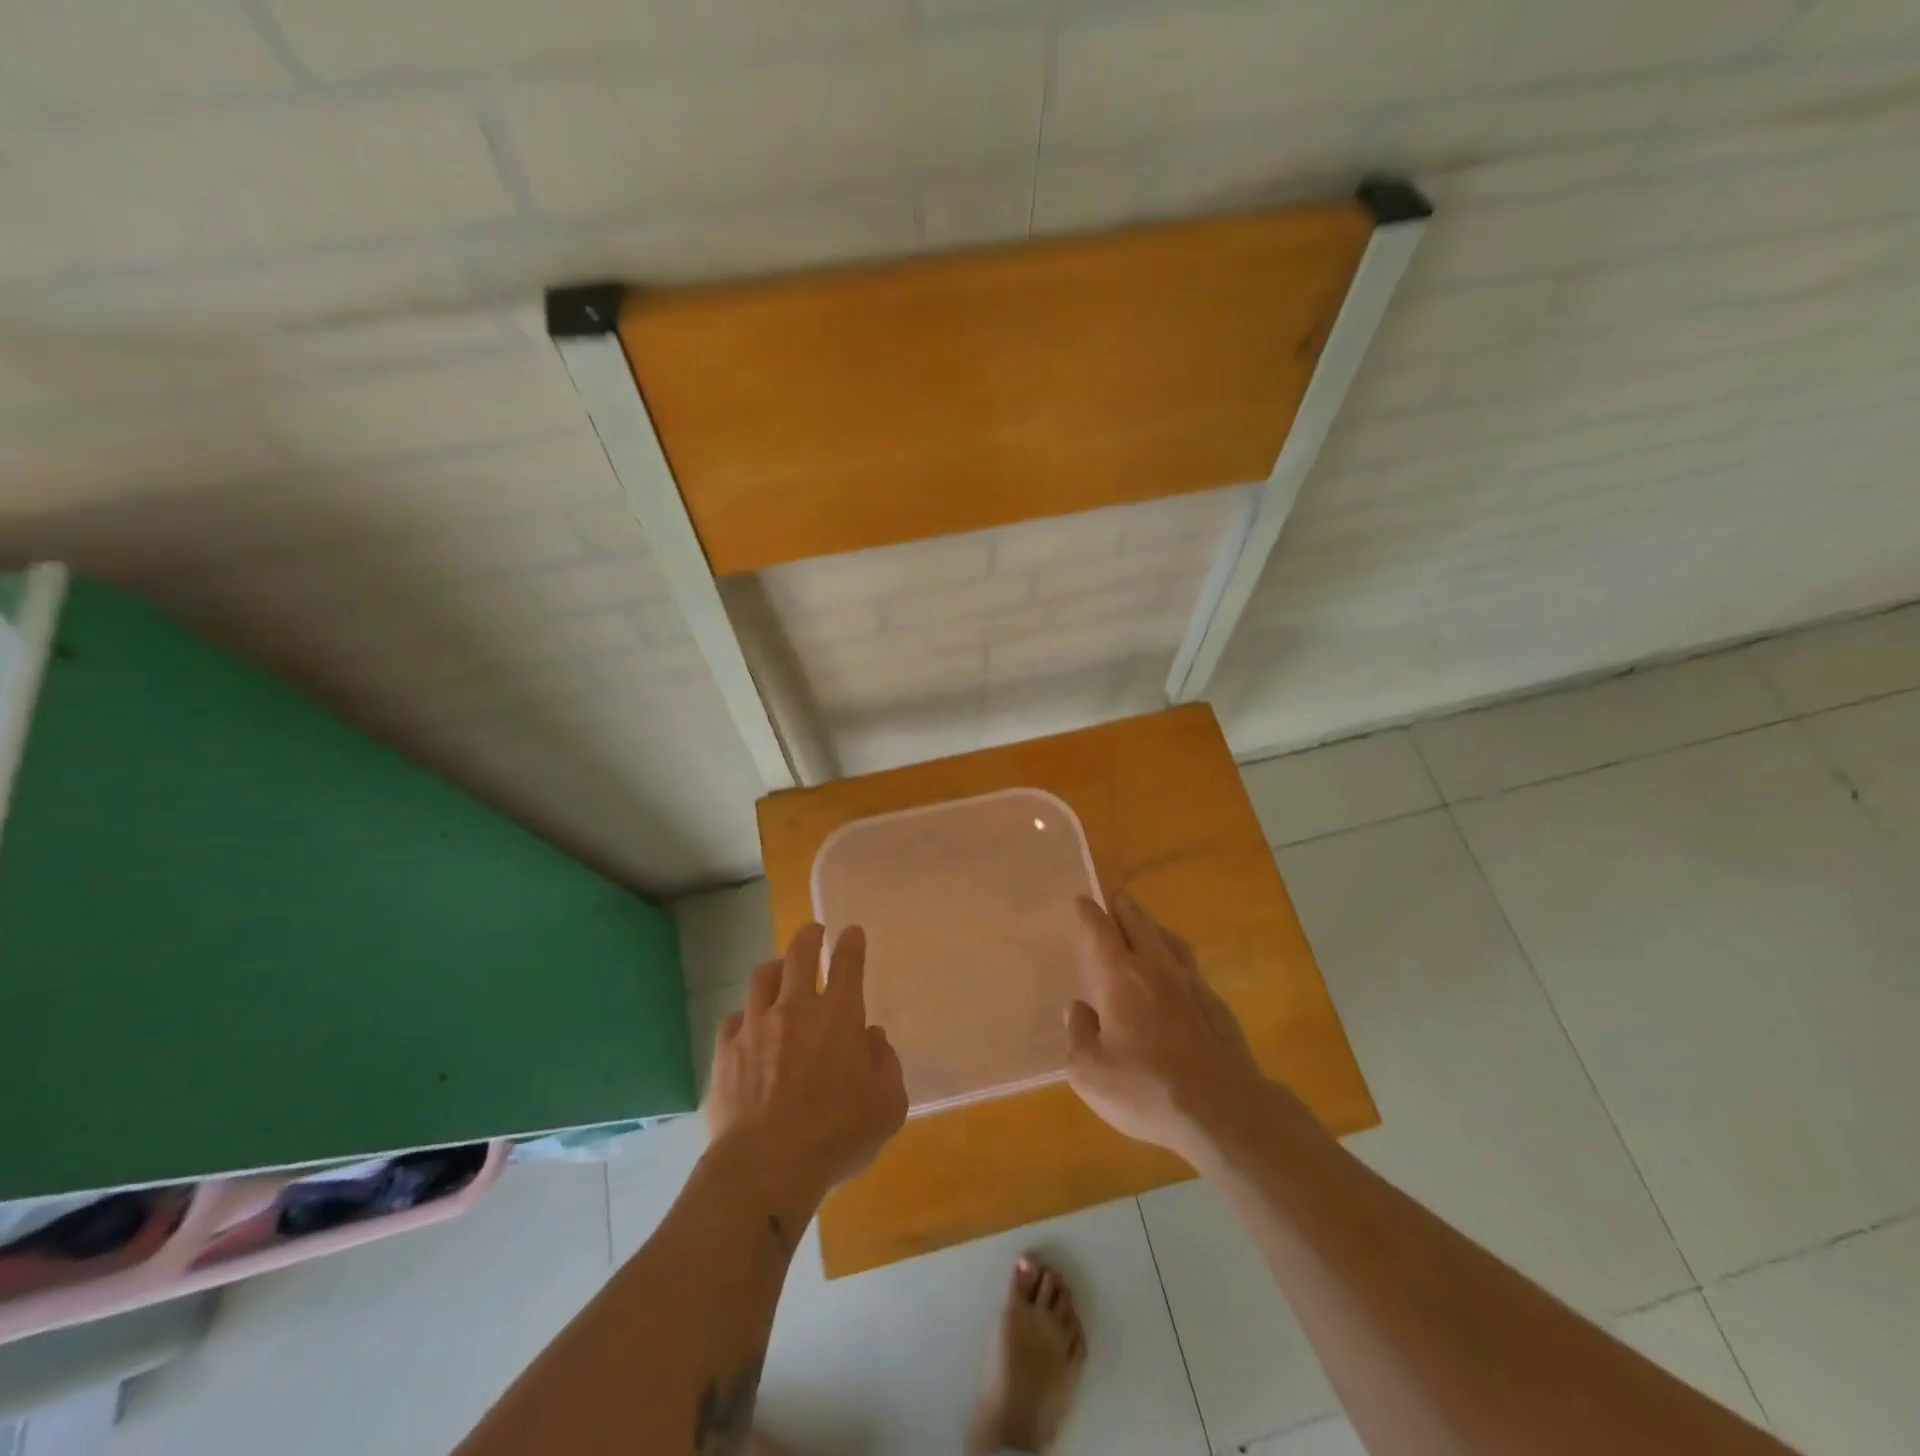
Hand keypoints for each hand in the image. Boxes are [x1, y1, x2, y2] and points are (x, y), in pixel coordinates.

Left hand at [706, 923, 907, 1211]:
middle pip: (800, 954)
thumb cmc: (837, 1135)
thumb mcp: (887, 1106)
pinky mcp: (725, 1051)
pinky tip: (748, 1027)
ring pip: (762, 978)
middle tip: (813, 931)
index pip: (847, 964)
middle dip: (809, 936)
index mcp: (839, 1016)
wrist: (765, 1166)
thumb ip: (886, 1064)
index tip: (851, 931)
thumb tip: (872, 1038)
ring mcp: (755, 1026)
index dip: (851, 943)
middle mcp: (795, 1009)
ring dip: (775, 969)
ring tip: (780, 971)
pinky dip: (745, 1016)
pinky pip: (734, 1019)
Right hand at [1064, 895, 1269, 1161]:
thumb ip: (1079, 1036)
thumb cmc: (1146, 1089)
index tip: (1082, 899)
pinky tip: (1177, 975)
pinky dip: (1177, 959)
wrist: (1223, 1110)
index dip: (1089, 913)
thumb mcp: (1090, 1073)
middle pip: (1139, 924)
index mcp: (1121, 977)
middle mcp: (1156, 969)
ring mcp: (1192, 985)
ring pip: (1170, 941)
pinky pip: (1191, 968)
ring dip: (1154, 927)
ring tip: (1147, 926)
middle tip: (1116, 896)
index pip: (1100, 931)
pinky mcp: (1218, 1007)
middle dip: (1124, 907)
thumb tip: (1078, 1009)